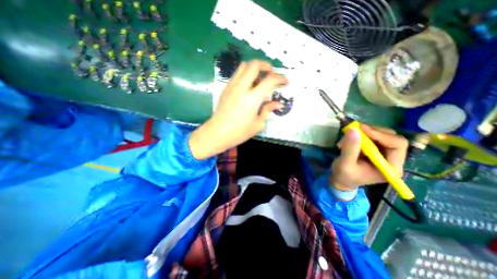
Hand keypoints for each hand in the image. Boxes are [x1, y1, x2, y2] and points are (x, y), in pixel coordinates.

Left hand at [189, 60, 287, 160]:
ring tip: (259, 79)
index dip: (280, 78)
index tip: (285, 81)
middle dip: (266, 65)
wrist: (217, 133)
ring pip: (244, 66)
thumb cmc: (239, 132)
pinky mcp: (226, 88)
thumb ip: (268, 110)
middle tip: (271, 74)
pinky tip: (249, 85)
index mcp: (252, 99)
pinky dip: (246, 74)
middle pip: (254, 65)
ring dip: (255, 68)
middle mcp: (242, 88)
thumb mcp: (258, 124)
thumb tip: (278, 103)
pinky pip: (237, 74)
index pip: (269, 80)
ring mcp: (232, 86)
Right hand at [329, 124, 407, 191]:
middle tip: (355, 129)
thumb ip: (350, 148)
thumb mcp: (345, 164)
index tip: (361, 128)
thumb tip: (353, 129)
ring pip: (382, 134)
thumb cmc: (344, 176)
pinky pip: (372, 136)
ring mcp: (384, 154)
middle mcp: (392, 159)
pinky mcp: (375, 150)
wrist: (341, 180)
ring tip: (348, 137)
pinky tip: (350, 139)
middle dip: (372, 132)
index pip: (397, 145)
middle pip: (391, 137)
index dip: (380, 134)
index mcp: (391, 167)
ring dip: (364, 133)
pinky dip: (361, 135)